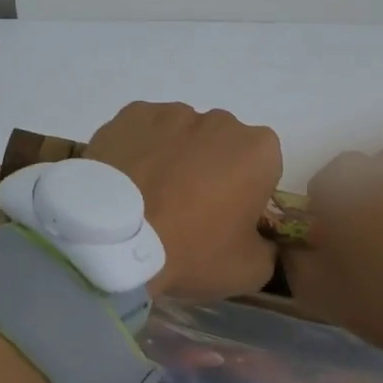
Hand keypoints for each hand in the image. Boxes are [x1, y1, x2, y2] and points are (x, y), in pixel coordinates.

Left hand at [85, 102, 283, 299]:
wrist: (115, 238)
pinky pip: (144, 132)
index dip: (246, 196)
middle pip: (222, 147)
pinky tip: (126, 181)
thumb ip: (267, 250)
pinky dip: (140, 150)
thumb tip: (260, 240)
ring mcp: (173, 112)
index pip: (263, 170)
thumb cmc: (191, 250)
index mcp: (259, 151)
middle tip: (186, 211)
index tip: (226, 222)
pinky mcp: (131, 114)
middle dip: (211, 171)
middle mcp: (221, 120)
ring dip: (174, 159)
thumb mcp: (249, 271)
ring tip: (150, 198)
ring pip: (182, 136)